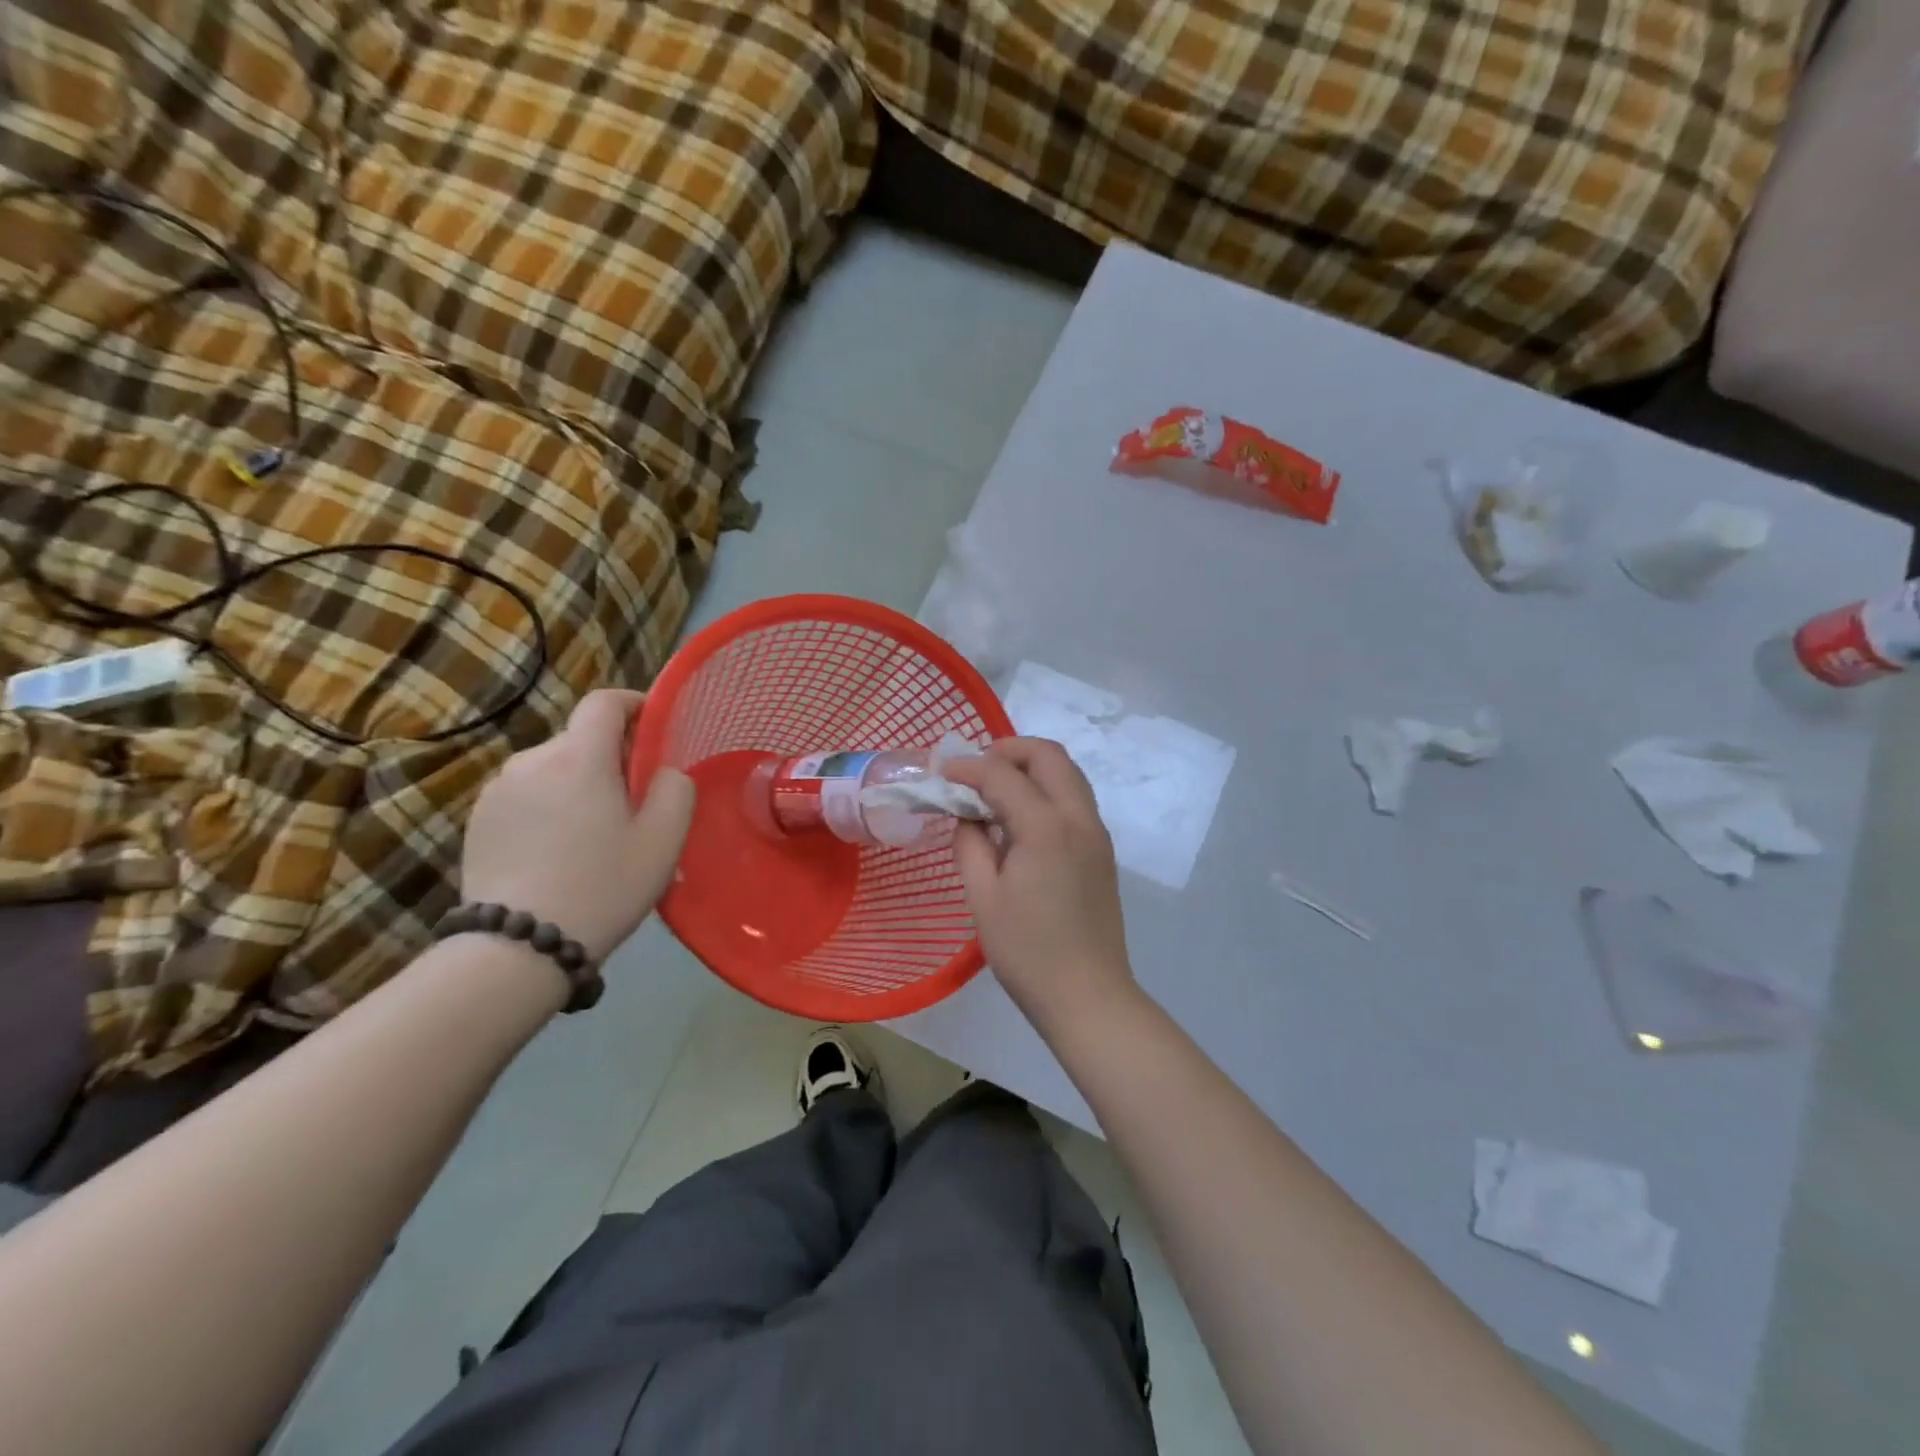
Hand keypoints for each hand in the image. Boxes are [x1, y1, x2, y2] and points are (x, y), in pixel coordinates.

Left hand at [461, 690, 693, 961]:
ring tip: (593, 833)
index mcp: (580, 757)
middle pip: (580, 740)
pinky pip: (526, 796)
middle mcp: (532, 760)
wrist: (518, 947)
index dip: (633, 704)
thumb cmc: (603, 886)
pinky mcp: (477, 820)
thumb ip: (676, 789)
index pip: (604, 702)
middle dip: (610, 758)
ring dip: (577, 784)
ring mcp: (497, 790)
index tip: (653, 726)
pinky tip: (558, 852)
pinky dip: (548, 807)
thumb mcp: (663, 840)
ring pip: (552, 769)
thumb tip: (665, 771)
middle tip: (633, 802)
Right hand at [944, 738, 1136, 1034]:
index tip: (941, 773)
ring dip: (1031, 768)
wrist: (1088, 996)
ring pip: (1068, 773)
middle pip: (1048, 755)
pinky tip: (1020, 819)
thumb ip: (970, 844)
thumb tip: (967, 816)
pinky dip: (1047, 789)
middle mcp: (1079, 818)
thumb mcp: (983, 897)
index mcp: (1046, 827)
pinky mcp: (1102, 850)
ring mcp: (1096, 833)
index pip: (1002, 774)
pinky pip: (1075, 799)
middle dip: (1009, 750)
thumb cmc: (1027, 952)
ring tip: (995, 790)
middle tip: (975, 769)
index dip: (968, 767)